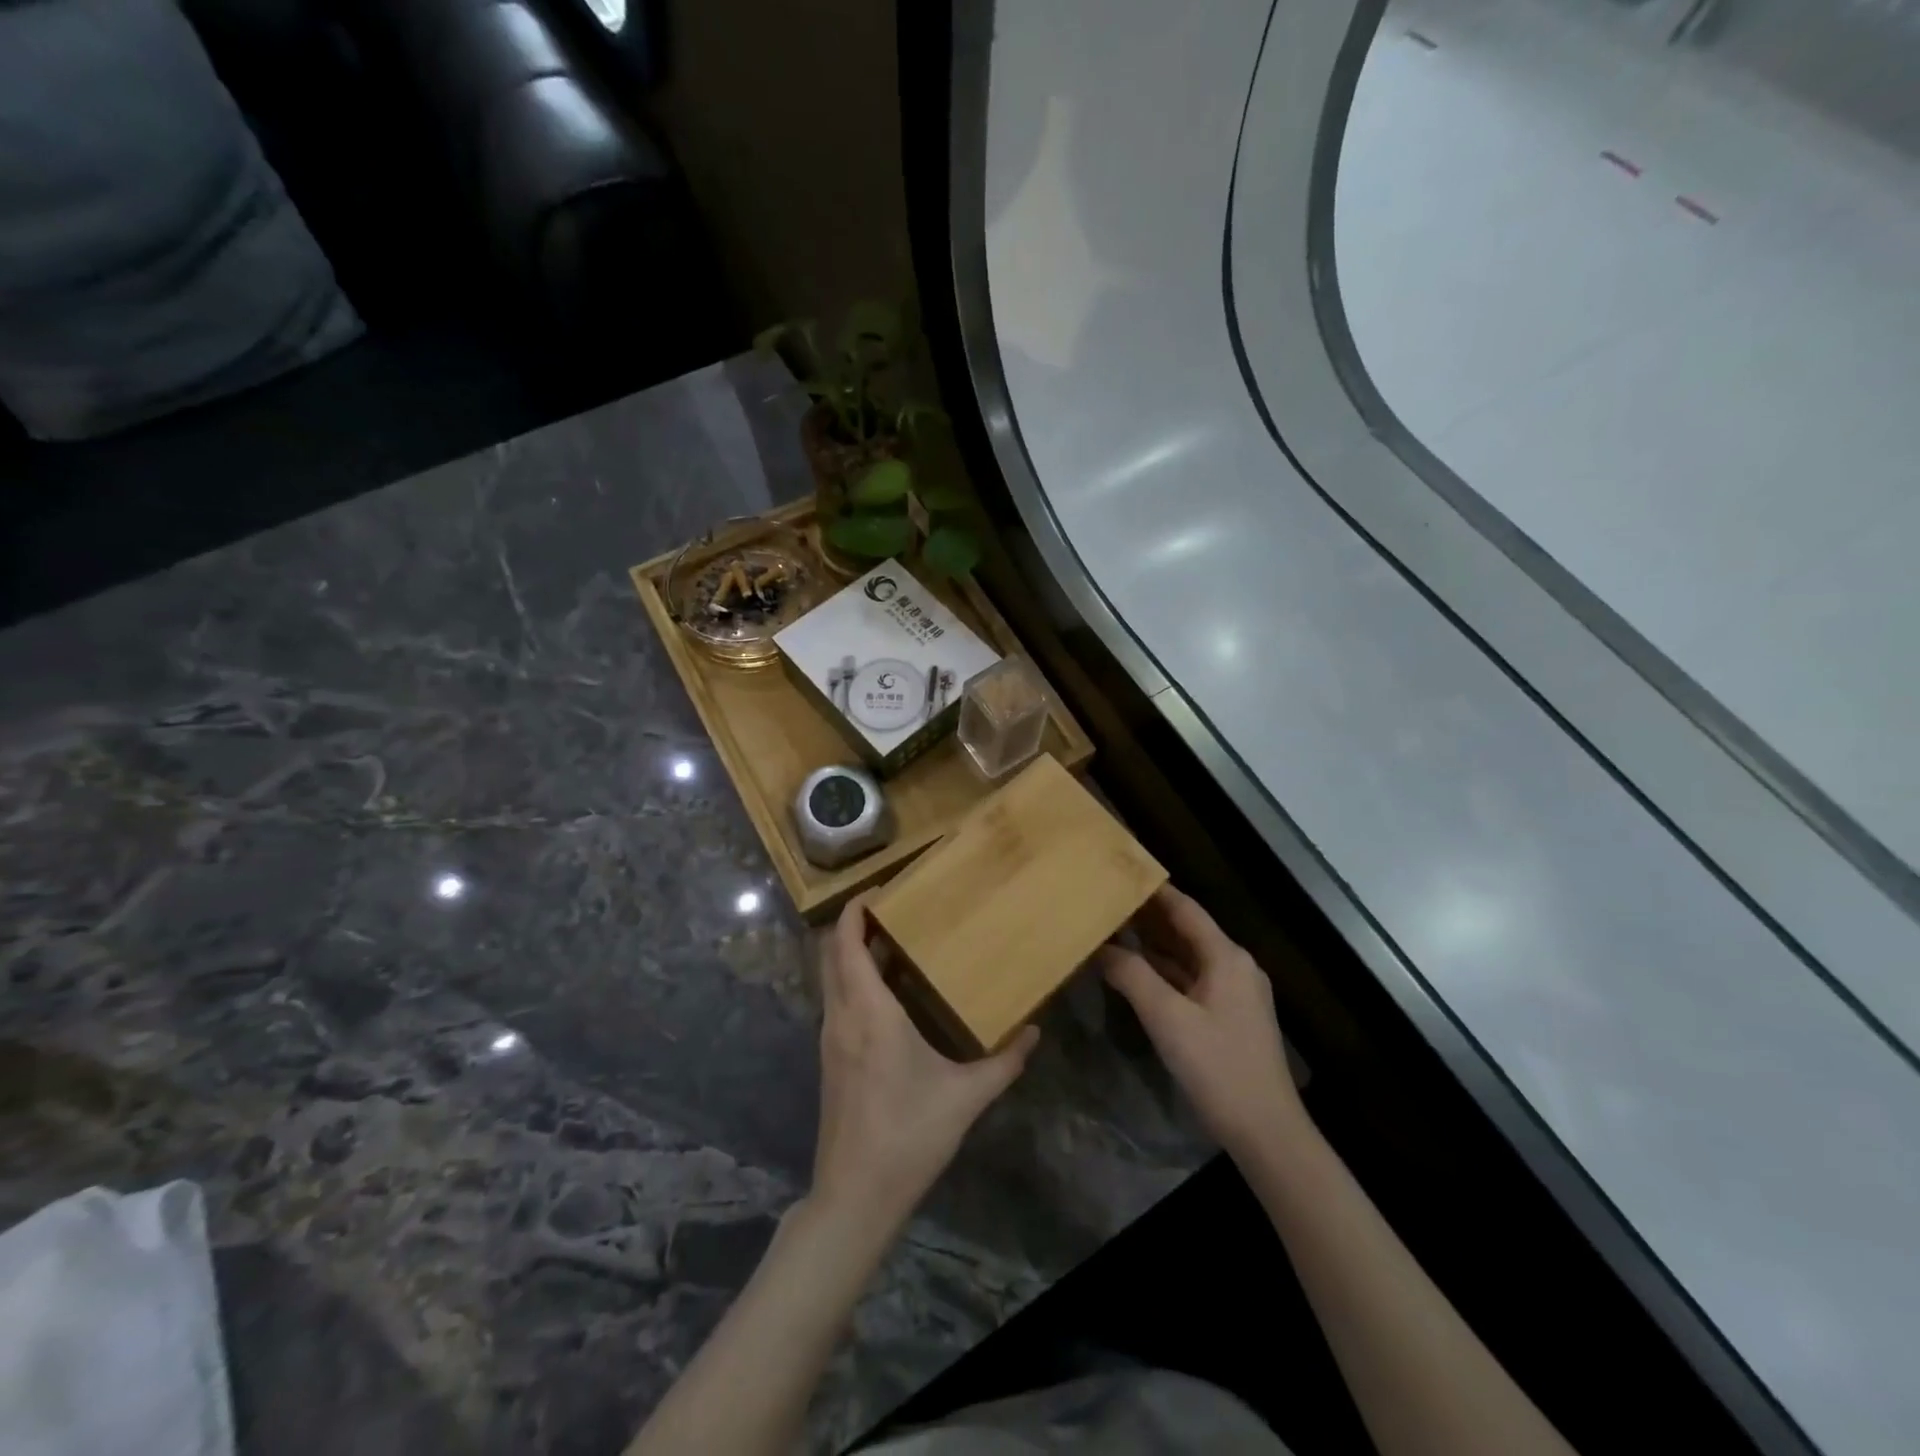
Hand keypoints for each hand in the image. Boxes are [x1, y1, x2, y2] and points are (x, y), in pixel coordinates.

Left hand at [811, 899, 1039, 1229]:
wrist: (855, 1195)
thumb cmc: (909, 1135)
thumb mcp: (966, 1097)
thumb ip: (1004, 1062)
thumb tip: (1034, 1031)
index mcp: (869, 1012)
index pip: (846, 944)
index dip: (853, 911)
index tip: (877, 889)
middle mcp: (841, 1016)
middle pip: (831, 954)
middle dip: (852, 925)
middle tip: (891, 910)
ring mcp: (830, 1038)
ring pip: (831, 978)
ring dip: (851, 954)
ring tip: (893, 943)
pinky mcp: (830, 1059)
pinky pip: (836, 1002)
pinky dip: (852, 982)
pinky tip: (886, 995)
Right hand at [1097, 886, 1306, 1158]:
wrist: (1266, 1132)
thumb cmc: (1218, 1067)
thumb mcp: (1167, 1018)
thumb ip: (1132, 975)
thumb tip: (1101, 947)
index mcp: (1226, 957)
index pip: (1185, 909)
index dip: (1153, 890)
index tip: (1120, 873)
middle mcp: (1235, 966)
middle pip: (1187, 930)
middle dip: (1148, 916)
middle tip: (1107, 901)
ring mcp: (1235, 993)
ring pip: (1188, 957)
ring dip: (1154, 945)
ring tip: (1113, 929)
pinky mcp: (1229, 1016)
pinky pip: (1192, 980)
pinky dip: (1164, 972)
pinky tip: (1136, 973)